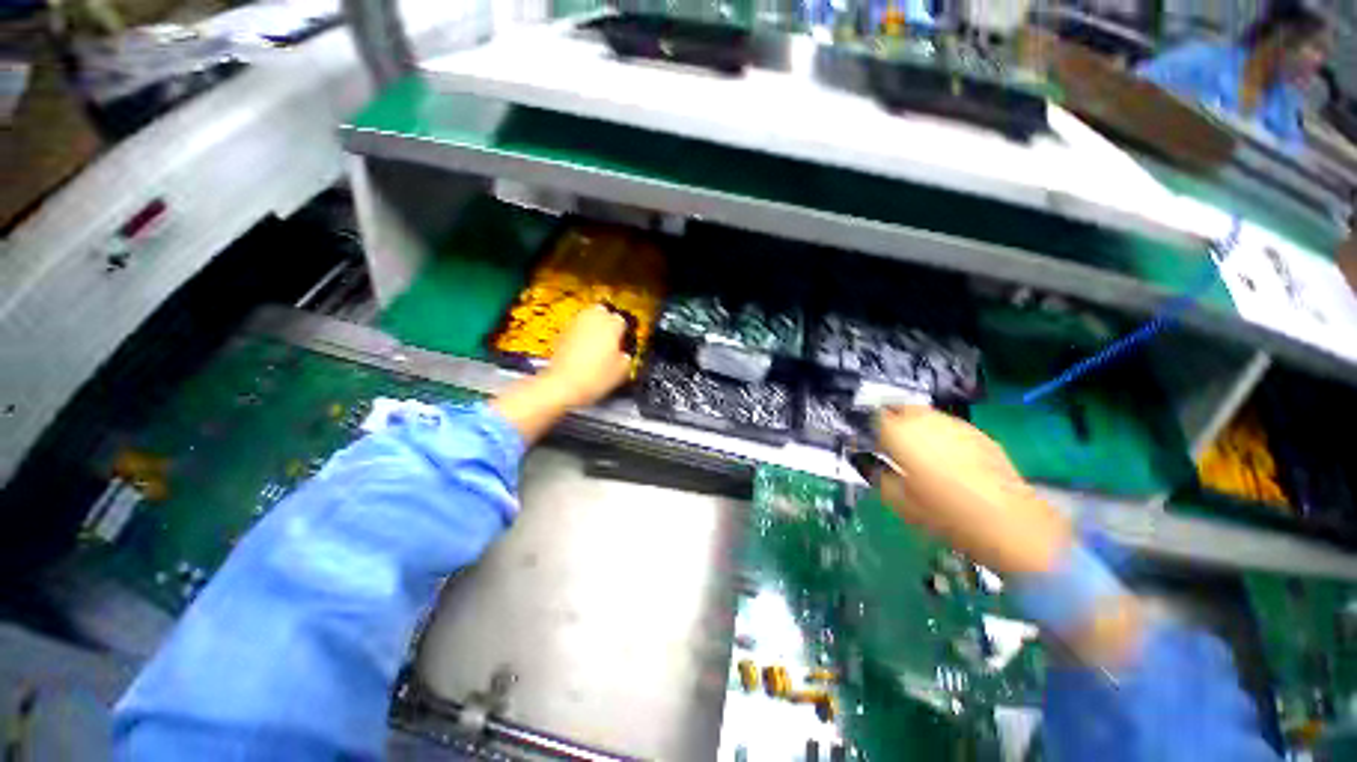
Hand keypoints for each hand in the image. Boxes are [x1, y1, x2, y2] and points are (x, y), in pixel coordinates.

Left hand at [541, 305, 632, 407]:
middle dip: (606, 321)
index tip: (623, 343)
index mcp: (611, 325)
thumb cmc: (594, 377)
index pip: (621, 321)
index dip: (623, 333)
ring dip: (592, 326)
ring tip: (596, 343)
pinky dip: (579, 334)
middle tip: (610, 337)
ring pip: (586, 317)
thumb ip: (626, 359)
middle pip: (602, 311)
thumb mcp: (622, 372)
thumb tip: (624, 357)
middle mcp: (592, 319)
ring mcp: (574, 324)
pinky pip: (575, 328)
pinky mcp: (561, 333)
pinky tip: (582, 350)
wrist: (563, 385)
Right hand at [874, 406, 1072, 575]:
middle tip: (886, 443)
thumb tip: (864, 460)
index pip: (872, 416)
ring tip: (915, 449)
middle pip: (898, 408)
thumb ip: (875, 474)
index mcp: (899, 433)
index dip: (865, 426)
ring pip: (924, 414)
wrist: (1009, 524)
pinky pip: (947, 426)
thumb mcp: (897, 500)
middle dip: (889, 421)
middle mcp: (925, 420)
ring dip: (913, 425)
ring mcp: (954, 424)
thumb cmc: (944, 514)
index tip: (863, 441)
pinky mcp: (977, 433)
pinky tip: (944, 456)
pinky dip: (938, 434)